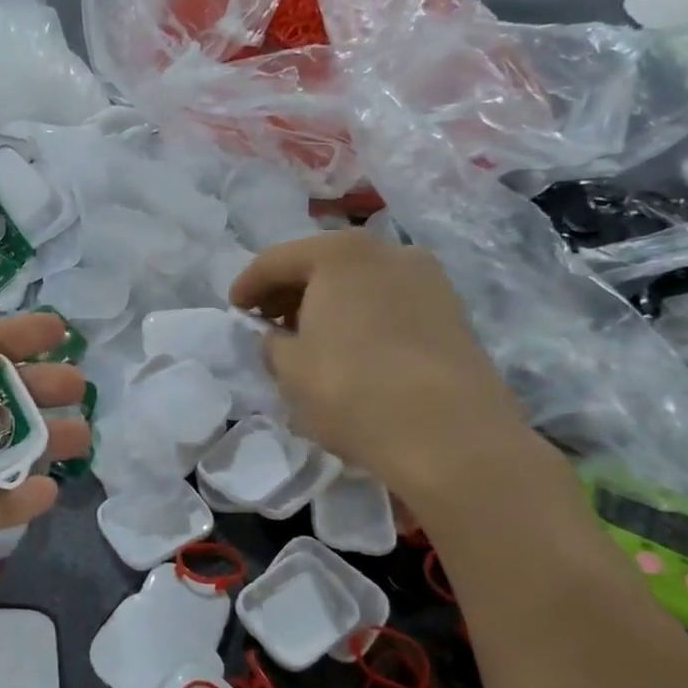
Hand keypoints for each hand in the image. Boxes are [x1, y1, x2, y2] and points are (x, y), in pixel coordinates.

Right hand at [230, 231, 534, 512]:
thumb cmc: (352, 390)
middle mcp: (388, 251)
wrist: (451, 436)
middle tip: (268, 324)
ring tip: (310, 339)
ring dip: (329, 304)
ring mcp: (428, 280)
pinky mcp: (452, 313)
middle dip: (290, 292)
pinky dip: (363, 317)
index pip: (277, 260)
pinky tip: (353, 350)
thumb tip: (276, 337)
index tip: (235, 311)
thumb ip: (271, 342)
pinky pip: (390, 304)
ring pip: (361, 283)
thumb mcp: (289, 369)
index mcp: (340, 253)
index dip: (248, 286)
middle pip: (323, 264)